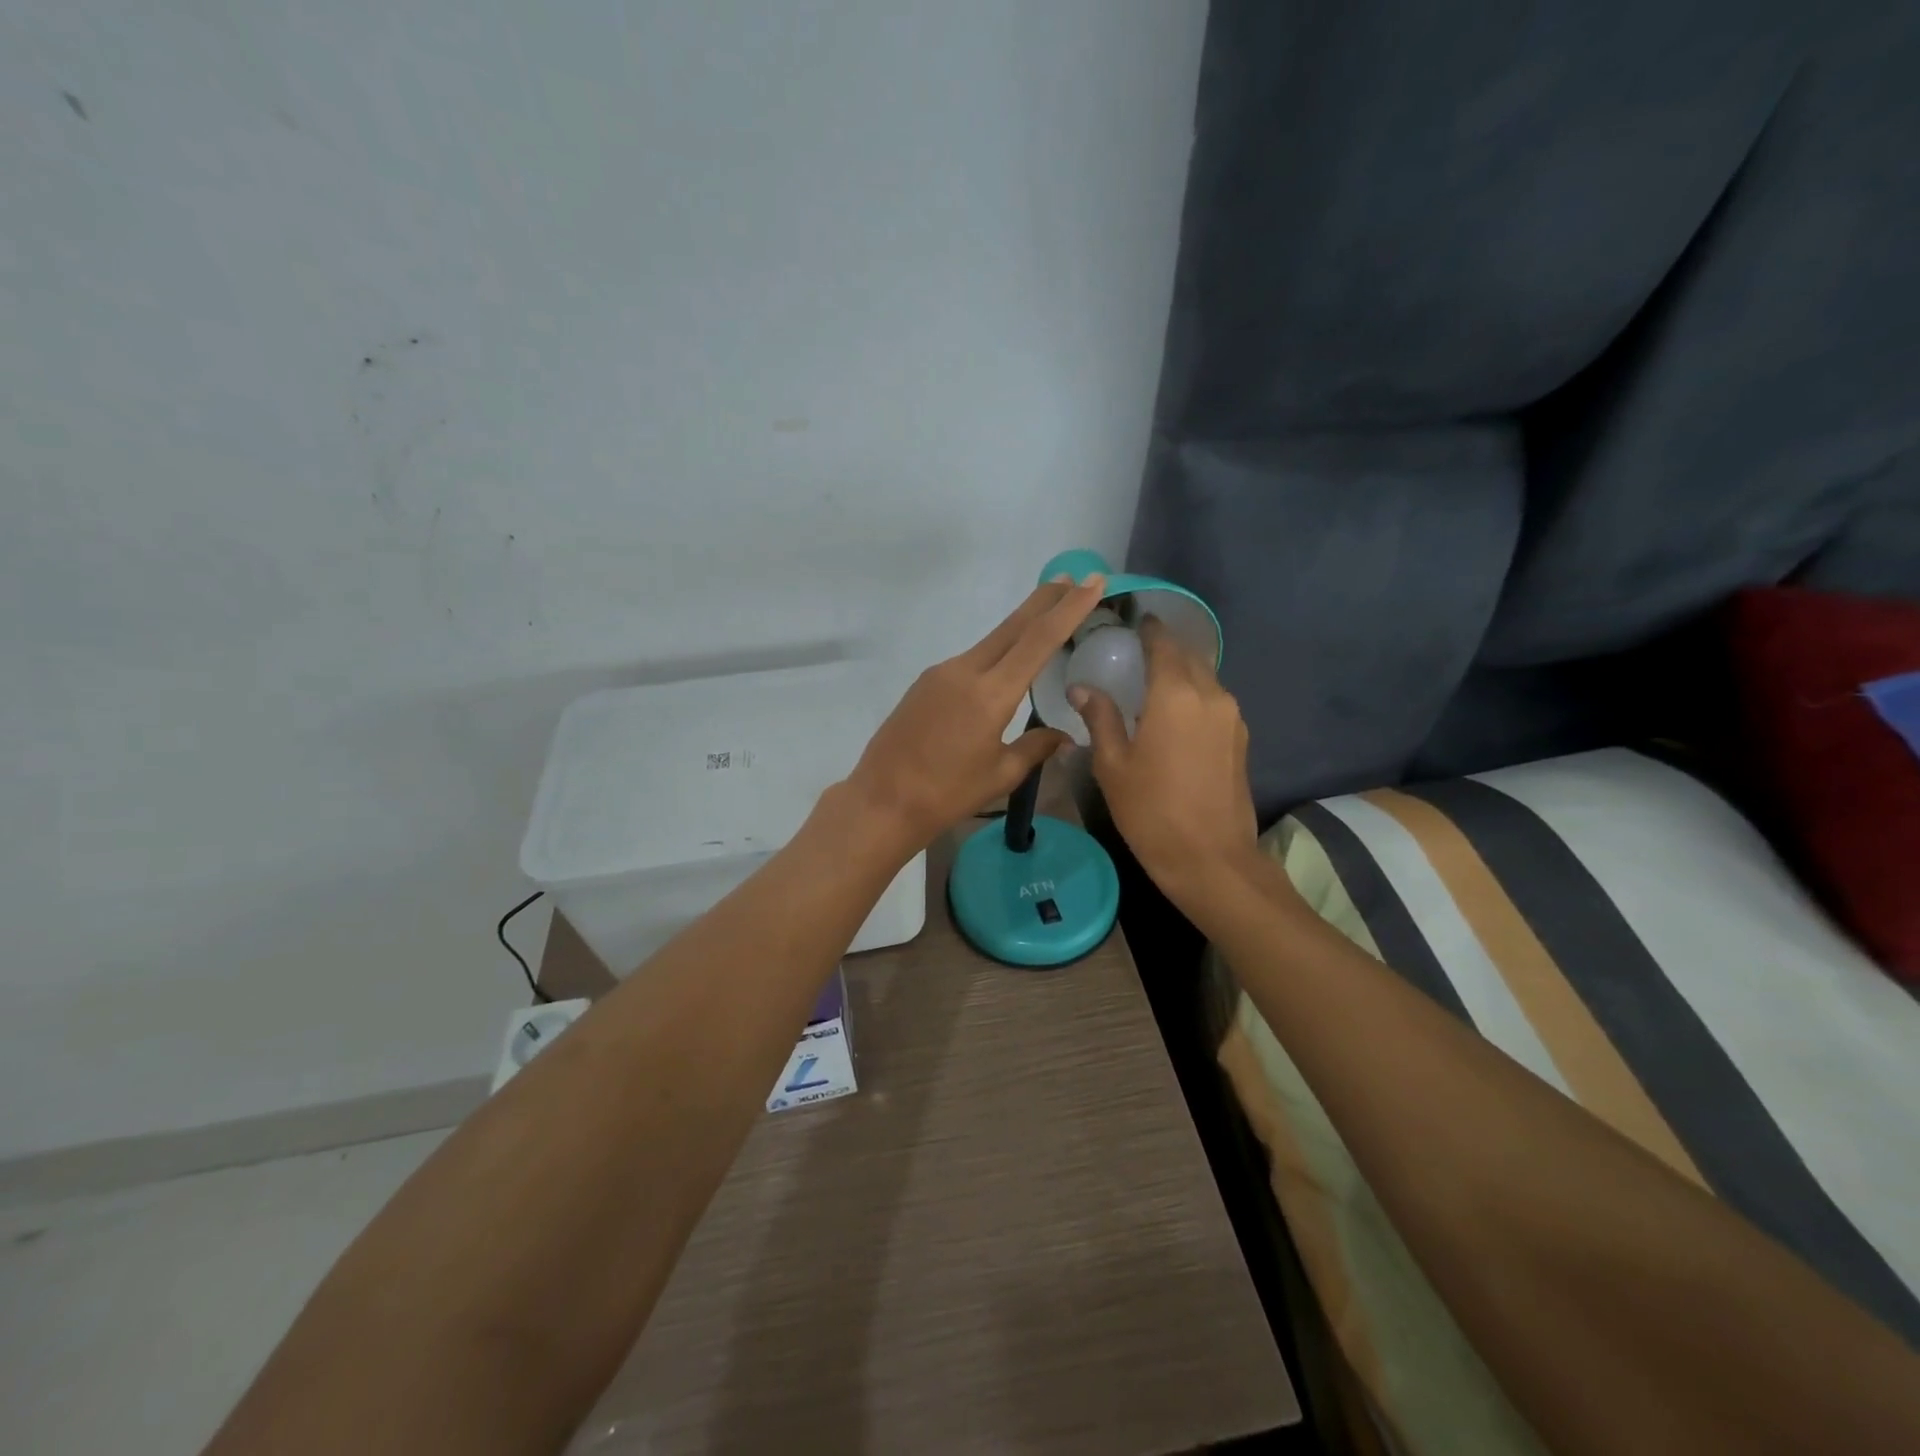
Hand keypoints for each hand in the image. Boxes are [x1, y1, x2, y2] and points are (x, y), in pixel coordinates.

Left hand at [846, 575, 1106, 852]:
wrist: (882, 801)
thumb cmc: (946, 794)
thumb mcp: (1001, 775)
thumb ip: (1035, 748)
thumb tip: (1064, 737)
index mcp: (991, 694)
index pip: (1039, 640)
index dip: (1069, 609)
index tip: (1092, 582)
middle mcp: (965, 671)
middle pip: (1013, 626)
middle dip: (1045, 600)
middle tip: (1072, 578)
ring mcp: (941, 674)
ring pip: (990, 641)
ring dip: (1020, 626)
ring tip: (1046, 616)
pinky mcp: (925, 683)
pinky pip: (969, 661)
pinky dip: (995, 652)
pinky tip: (1004, 664)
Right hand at [1071, 617, 1259, 906]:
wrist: (1211, 859)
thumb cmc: (1151, 811)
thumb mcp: (1113, 765)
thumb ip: (1100, 718)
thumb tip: (1082, 688)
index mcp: (1175, 694)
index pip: (1163, 644)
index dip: (1149, 629)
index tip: (1135, 621)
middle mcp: (1211, 695)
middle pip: (1189, 656)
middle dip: (1166, 648)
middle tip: (1138, 653)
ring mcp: (1232, 718)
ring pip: (1206, 678)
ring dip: (1182, 673)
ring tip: (1153, 684)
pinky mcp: (1241, 739)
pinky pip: (1215, 702)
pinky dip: (1195, 696)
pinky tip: (1175, 715)